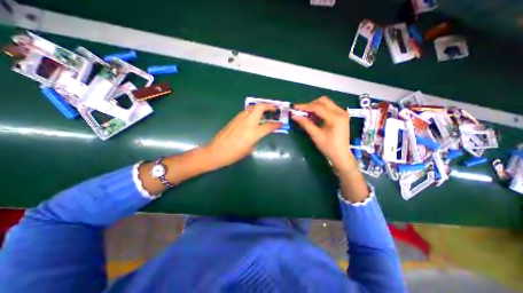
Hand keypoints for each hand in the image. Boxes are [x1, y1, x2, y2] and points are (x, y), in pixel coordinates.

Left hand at [203, 104, 282, 169]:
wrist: (217, 151)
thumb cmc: (234, 154)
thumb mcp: (249, 149)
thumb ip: (256, 139)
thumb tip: (258, 133)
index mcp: (253, 133)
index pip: (269, 126)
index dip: (277, 124)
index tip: (281, 123)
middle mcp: (248, 122)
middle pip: (260, 107)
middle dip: (269, 106)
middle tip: (274, 109)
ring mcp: (240, 119)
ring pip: (252, 107)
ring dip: (260, 107)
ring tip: (265, 111)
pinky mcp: (234, 119)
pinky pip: (246, 112)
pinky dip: (252, 111)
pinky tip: (253, 117)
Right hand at [292, 97, 353, 173]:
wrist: (341, 155)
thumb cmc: (329, 147)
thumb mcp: (316, 136)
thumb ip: (305, 124)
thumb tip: (294, 116)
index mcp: (336, 118)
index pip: (318, 107)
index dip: (305, 106)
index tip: (294, 107)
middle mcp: (341, 112)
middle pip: (323, 101)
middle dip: (310, 105)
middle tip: (301, 112)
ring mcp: (342, 113)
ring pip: (326, 103)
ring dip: (315, 107)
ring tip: (307, 115)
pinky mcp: (341, 116)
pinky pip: (329, 108)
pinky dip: (320, 110)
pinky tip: (314, 117)